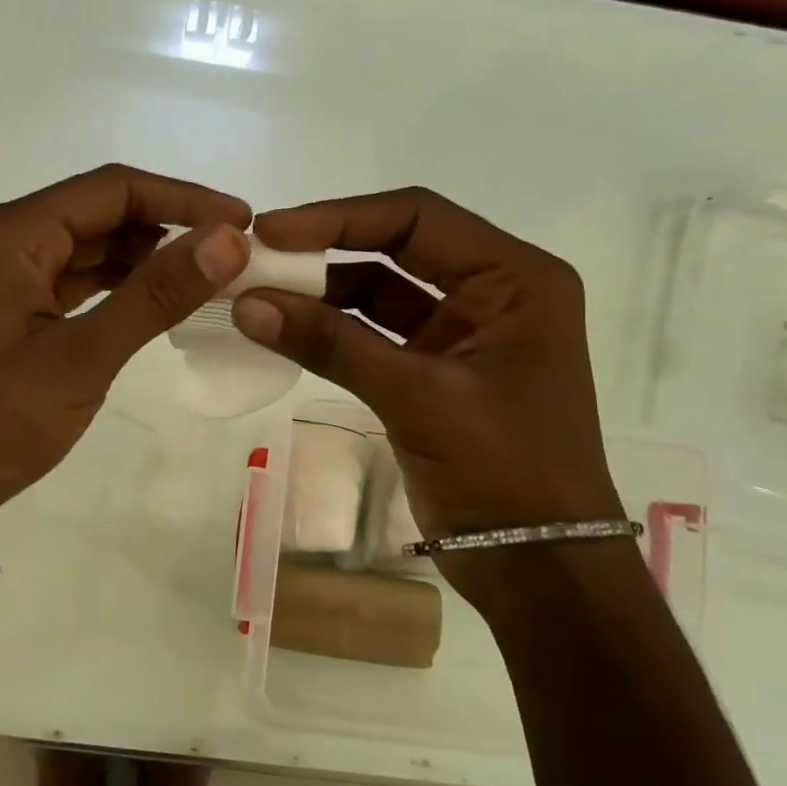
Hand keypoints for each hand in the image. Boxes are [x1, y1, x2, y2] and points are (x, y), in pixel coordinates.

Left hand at [0, 165, 250, 529]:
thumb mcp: (81, 357)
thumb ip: (155, 295)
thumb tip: (228, 240)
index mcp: (15, 233)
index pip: (114, 189)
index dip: (183, 198)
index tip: (242, 220)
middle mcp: (7, 240)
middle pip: (101, 211)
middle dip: (167, 226)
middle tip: (230, 254)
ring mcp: (5, 275)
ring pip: (89, 246)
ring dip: (145, 257)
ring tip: (205, 276)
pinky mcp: (10, 309)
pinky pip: (74, 280)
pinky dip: (117, 285)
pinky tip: (155, 300)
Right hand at [230, 188, 622, 543]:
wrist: (540, 567)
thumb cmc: (504, 471)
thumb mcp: (418, 397)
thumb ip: (332, 345)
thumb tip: (246, 304)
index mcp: (516, 279)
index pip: (417, 217)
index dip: (339, 217)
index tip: (272, 231)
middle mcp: (494, 292)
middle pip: (397, 247)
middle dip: (326, 248)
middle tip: (257, 255)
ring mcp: (463, 333)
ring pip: (380, 291)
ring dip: (322, 292)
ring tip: (258, 293)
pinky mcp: (436, 371)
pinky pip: (375, 334)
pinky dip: (332, 331)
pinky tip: (285, 329)